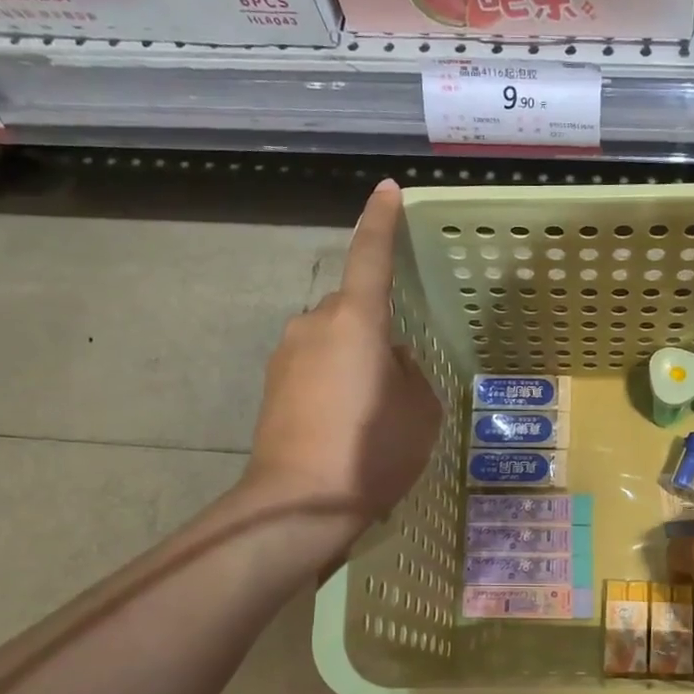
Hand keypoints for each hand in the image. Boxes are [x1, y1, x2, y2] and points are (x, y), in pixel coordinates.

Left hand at [247, 181, 442, 524]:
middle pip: (352, 309)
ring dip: (353, 360)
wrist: (299, 503)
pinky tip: (345, 425)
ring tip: (371, 412)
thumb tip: (389, 363)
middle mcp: (314, 325)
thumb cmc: (372, 451)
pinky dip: (333, 382)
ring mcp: (286, 355)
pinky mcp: (272, 386)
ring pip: (332, 340)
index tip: (388, 191)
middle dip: (375, 330)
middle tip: (398, 380)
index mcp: (356, 320)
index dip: (381, 222)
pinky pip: (314, 367)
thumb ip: (410, 373)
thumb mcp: (421, 412)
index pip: (370, 256)